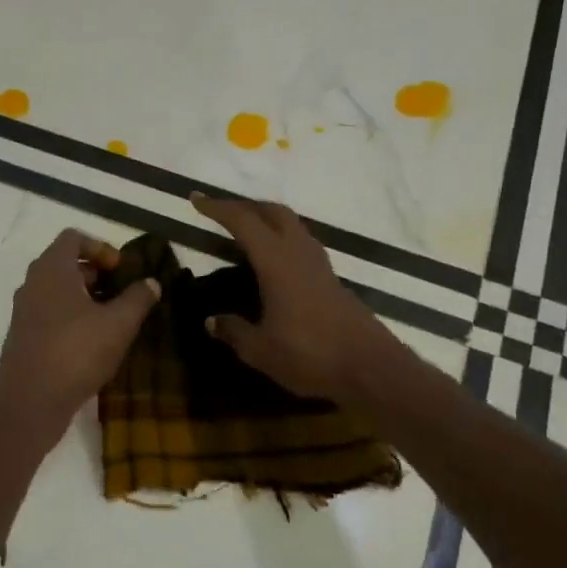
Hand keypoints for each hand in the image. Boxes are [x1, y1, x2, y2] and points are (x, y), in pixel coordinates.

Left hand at [0, 229, 160, 441]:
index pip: (73, 237)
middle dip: (95, 273)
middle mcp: (32, 284)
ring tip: (111, 319)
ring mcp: (24, 311)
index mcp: (52, 269)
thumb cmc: (76, 352)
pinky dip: (70, 317)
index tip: (121, 269)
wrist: (30, 400)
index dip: (100, 247)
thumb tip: (152, 282)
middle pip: (64, 263)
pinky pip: (49, 314)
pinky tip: (91, 342)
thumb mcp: (119, 324)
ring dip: (83, 297)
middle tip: (120, 292)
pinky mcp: (23, 337)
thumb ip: (138, 298)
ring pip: (56, 291)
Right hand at [191, 192, 391, 400]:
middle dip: (246, 206)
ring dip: (268, 220)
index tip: (195, 199)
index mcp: (276, 263)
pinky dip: (282, 240)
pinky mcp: (332, 281)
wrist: (370, 368)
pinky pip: (302, 245)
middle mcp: (299, 254)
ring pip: (292, 226)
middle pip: (274, 212)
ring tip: (246, 233)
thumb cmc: (310, 355)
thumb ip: (234, 332)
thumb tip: (211, 321)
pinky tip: (274, 263)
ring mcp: (320, 266)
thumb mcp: (261, 350)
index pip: (243, 222)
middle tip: (221, 213)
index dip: (218, 208)